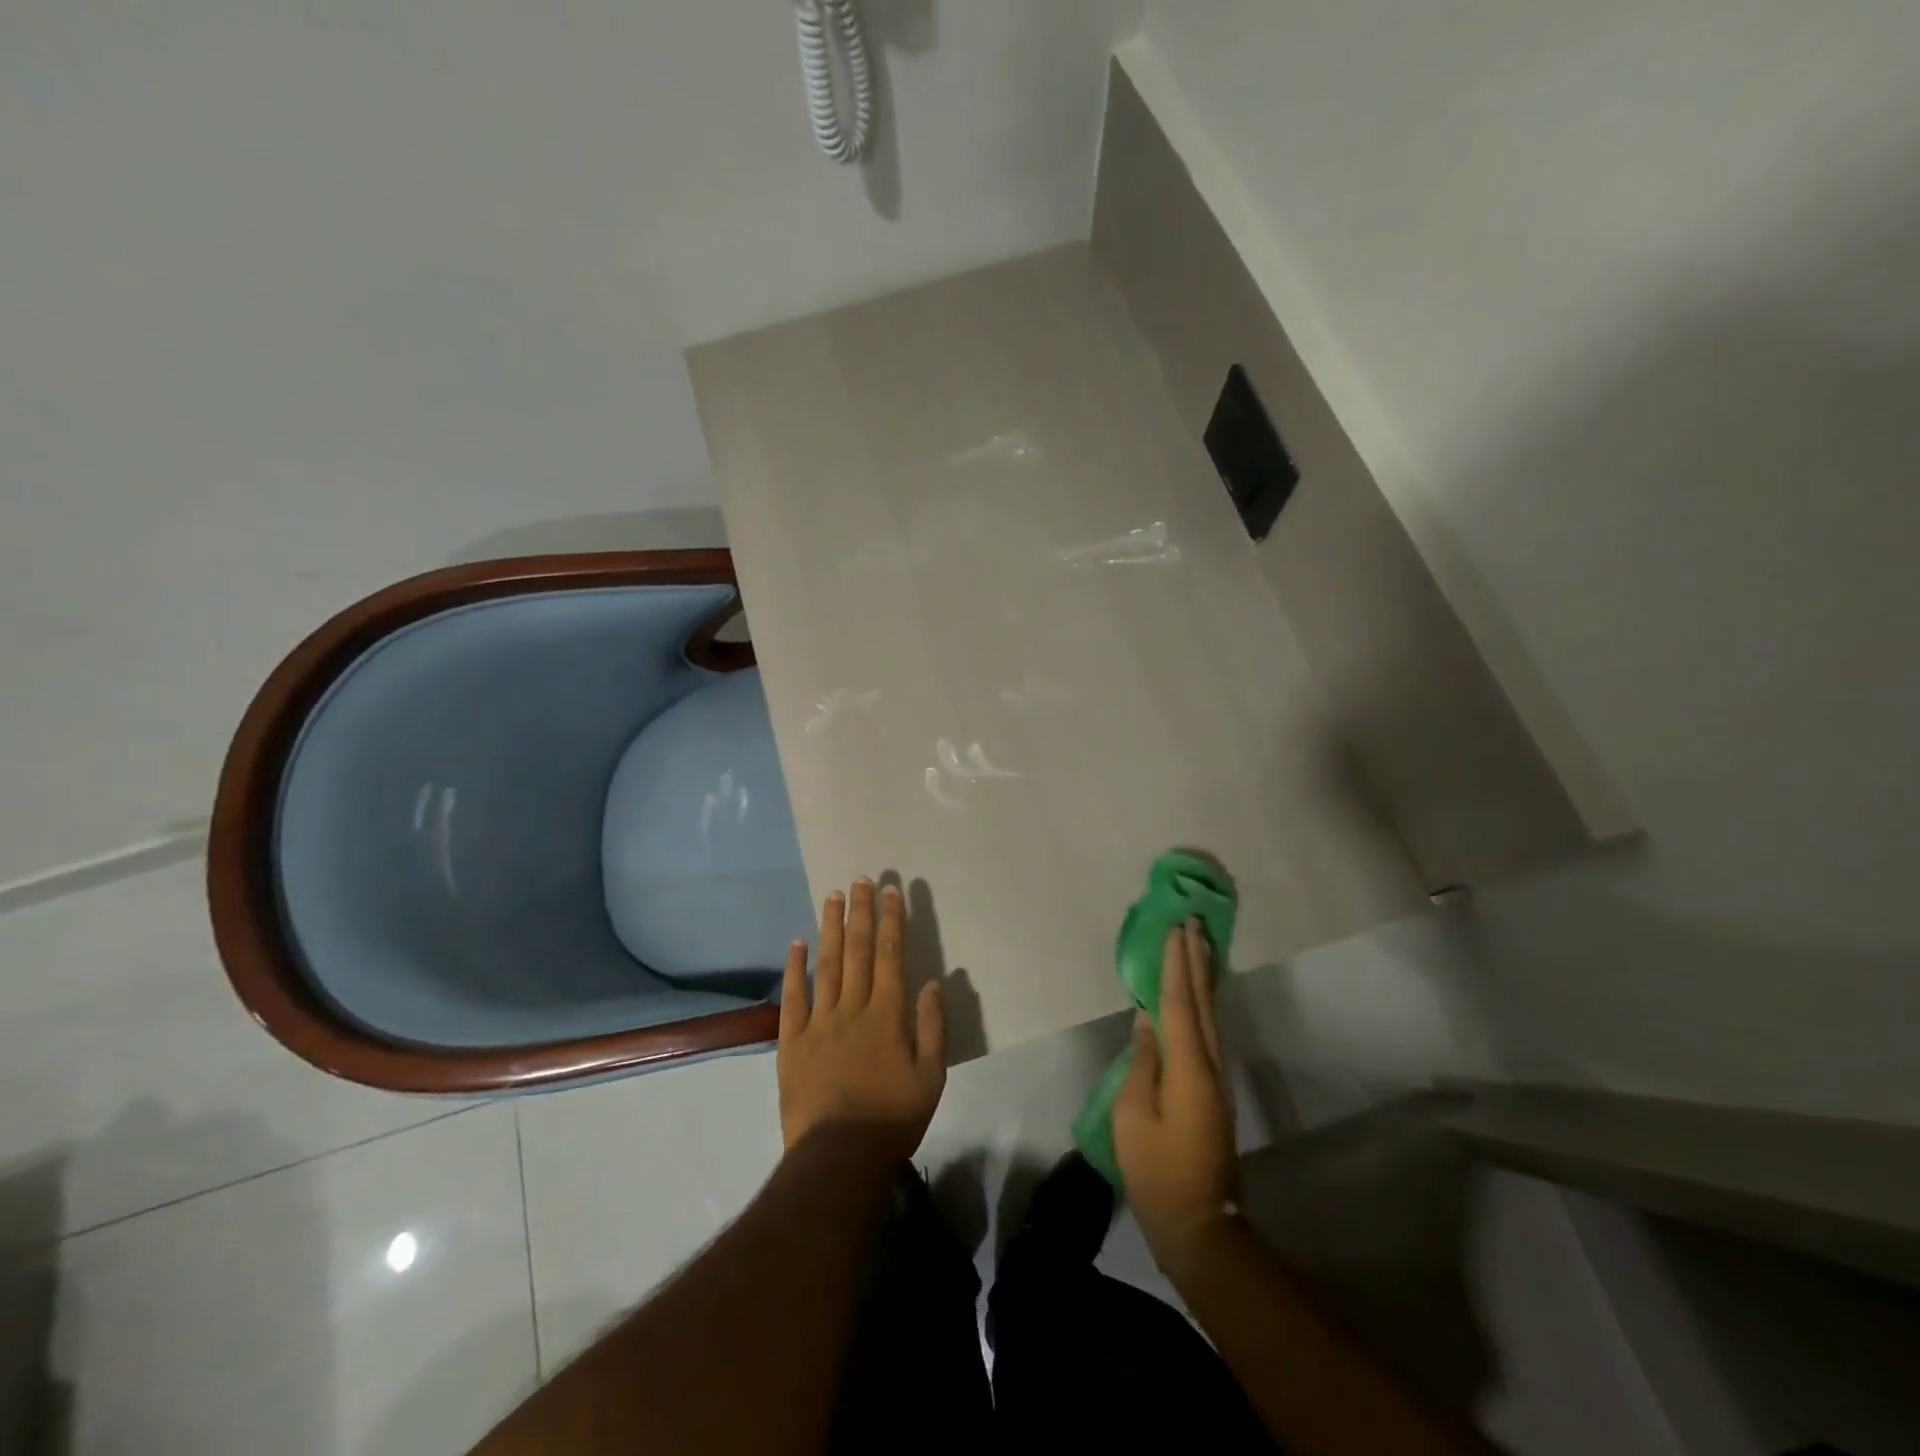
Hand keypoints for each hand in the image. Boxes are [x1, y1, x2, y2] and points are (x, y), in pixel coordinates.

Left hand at [777, 879, 946, 1163]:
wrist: (838, 1157)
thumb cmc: (892, 1118)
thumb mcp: (931, 1078)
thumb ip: (932, 1027)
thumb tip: (931, 982)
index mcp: (887, 1015)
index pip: (890, 955)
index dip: (891, 921)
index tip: (891, 891)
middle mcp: (853, 1008)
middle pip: (857, 950)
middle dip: (861, 912)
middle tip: (861, 880)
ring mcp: (819, 1022)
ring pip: (826, 964)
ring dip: (830, 927)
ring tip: (833, 896)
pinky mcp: (791, 1041)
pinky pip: (792, 997)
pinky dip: (794, 968)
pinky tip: (796, 943)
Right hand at [1114, 919, 1238, 1271]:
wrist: (1200, 1222)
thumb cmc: (1158, 1171)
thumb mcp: (1134, 1116)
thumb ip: (1142, 1063)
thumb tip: (1148, 1022)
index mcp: (1188, 1068)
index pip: (1179, 1004)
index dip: (1176, 965)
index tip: (1176, 929)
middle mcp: (1210, 1064)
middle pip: (1203, 1002)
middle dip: (1196, 961)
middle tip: (1192, 924)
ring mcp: (1217, 1077)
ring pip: (1211, 1015)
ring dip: (1202, 978)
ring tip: (1197, 946)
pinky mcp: (1214, 1089)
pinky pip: (1209, 1031)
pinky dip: (1201, 1003)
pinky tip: (1195, 995)